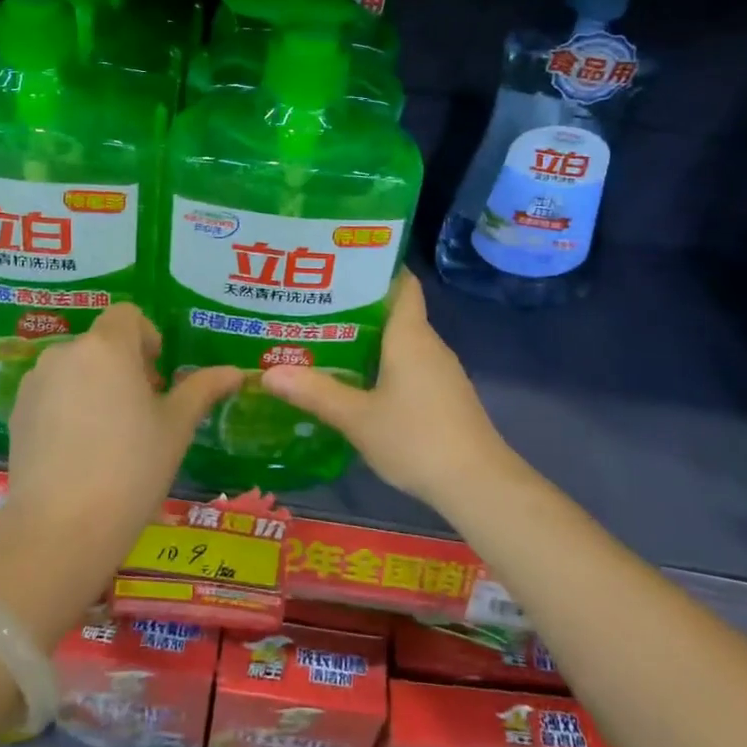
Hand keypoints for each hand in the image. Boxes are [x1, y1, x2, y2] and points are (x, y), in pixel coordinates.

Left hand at [3, 304, 239, 581]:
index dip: (146, 337)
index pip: (128, 315)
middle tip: (141, 410)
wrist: (59, 529)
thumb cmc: (131, 469)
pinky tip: (79, 450)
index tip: (157, 375)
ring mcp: (36, 382)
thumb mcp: (176, 428)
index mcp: (108, 346)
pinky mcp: (17, 413)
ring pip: (74, 368)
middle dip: (122, 365)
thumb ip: (202, 389)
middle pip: (101, 342)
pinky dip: (67, 406)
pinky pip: (50, 393)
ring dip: (94, 384)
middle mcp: (66, 352)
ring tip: (109, 433)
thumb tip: (236, 372)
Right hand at [261, 272, 511, 509]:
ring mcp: (440, 370)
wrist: (478, 484)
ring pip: (401, 340)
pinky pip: (409, 364)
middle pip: (394, 310)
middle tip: (314, 303)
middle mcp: (427, 343)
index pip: (401, 281)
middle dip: (357, 304)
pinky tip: (357, 380)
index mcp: (410, 334)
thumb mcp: (358, 418)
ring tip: (325, 337)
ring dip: (368, 337)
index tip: (341, 262)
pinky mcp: (444, 394)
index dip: (376, 266)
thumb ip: (315, 393)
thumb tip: (268, 372)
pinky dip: (383, 363)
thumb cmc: (417, 439)